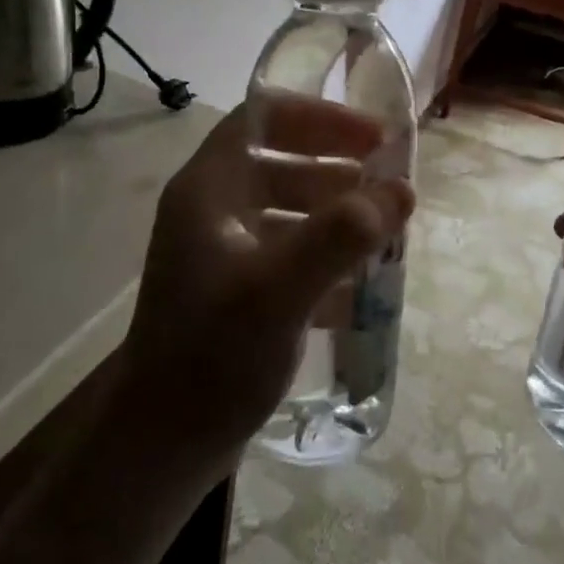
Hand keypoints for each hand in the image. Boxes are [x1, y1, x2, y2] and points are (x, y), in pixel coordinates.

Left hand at [110, 97, 414, 480]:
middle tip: (388, 177)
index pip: (261, 118)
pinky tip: (360, 281)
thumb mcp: (280, 290)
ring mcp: (222, 250)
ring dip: (335, 209)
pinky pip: (289, 248)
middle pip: (279, 159)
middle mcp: (212, 210)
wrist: (162, 446)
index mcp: (208, 190)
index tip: (372, 134)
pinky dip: (325, 252)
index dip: (318, 116)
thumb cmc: (212, 356)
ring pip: (287, 206)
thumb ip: (341, 235)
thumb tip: (401, 189)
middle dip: (336, 163)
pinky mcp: (237, 287)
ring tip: (384, 227)